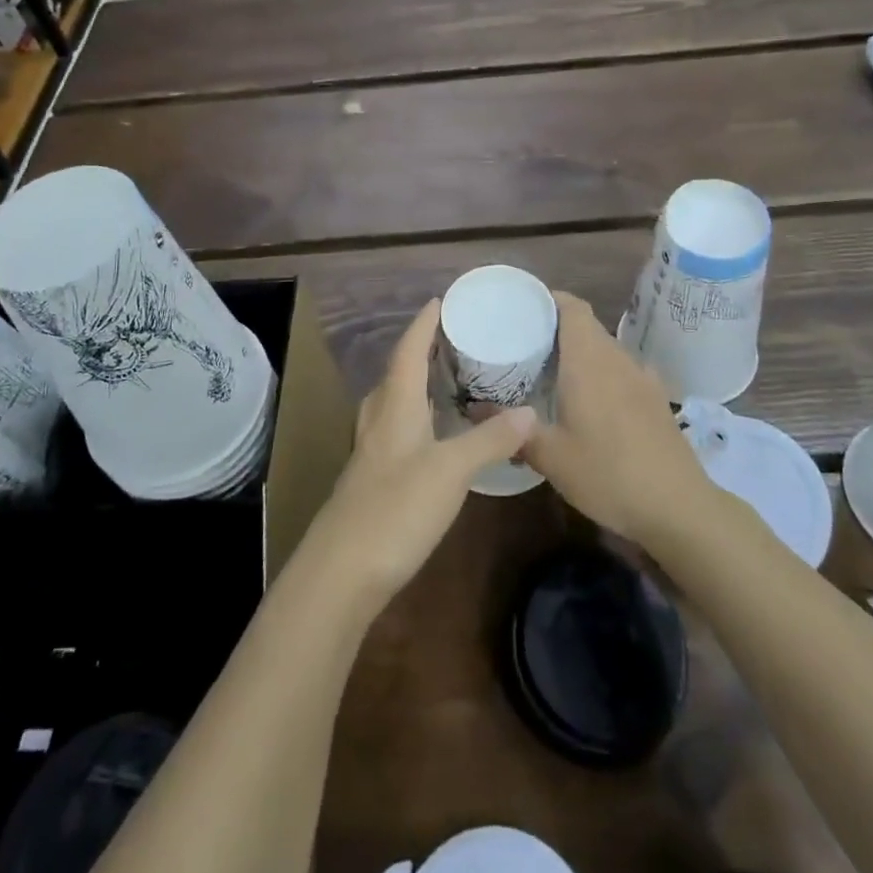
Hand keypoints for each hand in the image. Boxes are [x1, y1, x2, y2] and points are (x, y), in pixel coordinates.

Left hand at [300, 300, 536, 610]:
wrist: (342, 571)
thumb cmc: (396, 508)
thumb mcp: (451, 471)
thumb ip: (489, 440)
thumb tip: (530, 411)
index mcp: (395, 405)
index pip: (409, 350)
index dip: (424, 324)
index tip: (441, 300)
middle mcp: (379, 419)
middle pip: (397, 372)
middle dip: (421, 350)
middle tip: (452, 338)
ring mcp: (371, 451)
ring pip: (392, 402)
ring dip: (415, 383)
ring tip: (444, 378)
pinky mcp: (371, 479)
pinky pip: (394, 429)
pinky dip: (415, 416)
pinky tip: (431, 434)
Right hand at [522, 293, 715, 549]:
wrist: (679, 508)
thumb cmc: (608, 474)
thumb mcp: (551, 457)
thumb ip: (514, 430)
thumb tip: (474, 410)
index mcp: (589, 361)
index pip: (572, 308)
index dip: (549, 299)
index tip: (523, 308)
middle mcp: (617, 359)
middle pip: (587, 327)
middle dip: (557, 329)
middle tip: (525, 346)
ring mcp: (643, 378)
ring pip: (606, 350)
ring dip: (581, 354)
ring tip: (552, 374)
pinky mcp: (657, 399)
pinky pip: (622, 371)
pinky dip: (602, 375)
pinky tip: (591, 405)